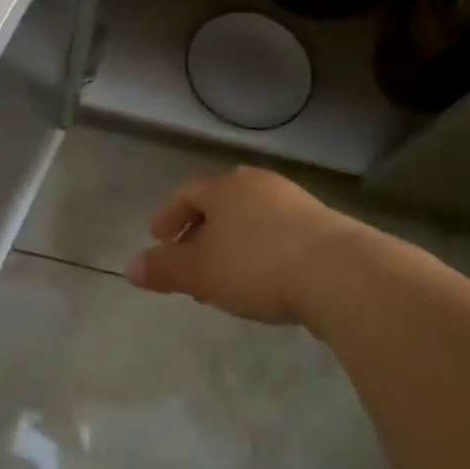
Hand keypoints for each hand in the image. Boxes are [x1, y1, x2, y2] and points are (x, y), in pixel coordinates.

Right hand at [125, 167, 359, 325]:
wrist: (339, 272)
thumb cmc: (258, 264)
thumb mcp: (201, 271)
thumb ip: (164, 268)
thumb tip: (130, 267)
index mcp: (226, 186)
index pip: (188, 193)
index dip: (169, 216)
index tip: (157, 239)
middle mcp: (259, 185)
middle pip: (220, 204)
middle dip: (200, 234)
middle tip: (189, 266)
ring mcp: (294, 202)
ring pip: (249, 221)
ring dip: (231, 247)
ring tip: (224, 282)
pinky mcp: (322, 226)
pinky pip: (277, 235)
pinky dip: (260, 254)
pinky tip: (264, 284)